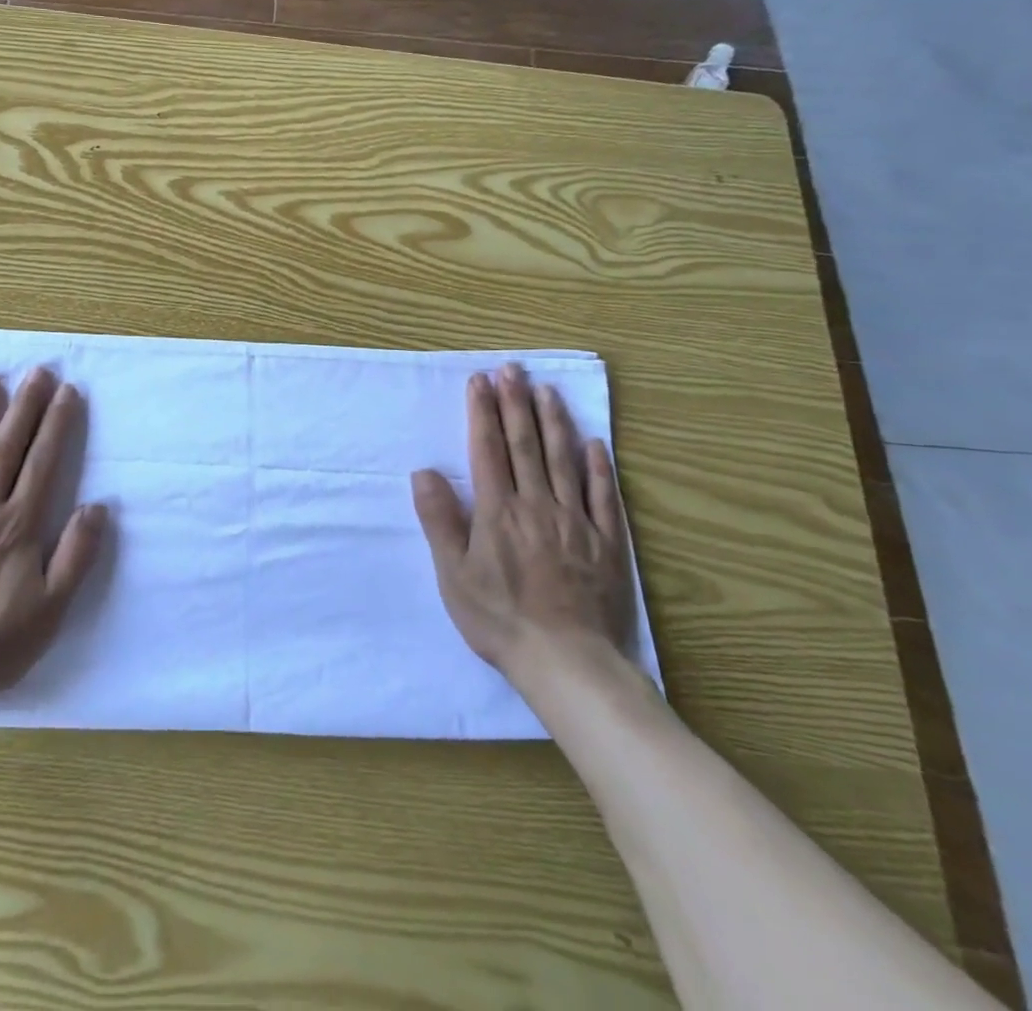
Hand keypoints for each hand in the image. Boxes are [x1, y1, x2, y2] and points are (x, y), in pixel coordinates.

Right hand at [412, 364, 636, 690]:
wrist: (568, 663)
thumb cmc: (500, 619)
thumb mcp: (453, 575)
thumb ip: (439, 520)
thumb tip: (424, 472)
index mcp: (498, 511)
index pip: (488, 449)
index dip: (483, 412)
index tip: (480, 381)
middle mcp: (537, 505)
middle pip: (526, 444)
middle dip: (516, 403)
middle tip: (512, 368)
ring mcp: (576, 521)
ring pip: (563, 460)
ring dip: (554, 421)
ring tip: (547, 390)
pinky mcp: (607, 543)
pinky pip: (603, 496)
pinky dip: (599, 467)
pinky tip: (595, 443)